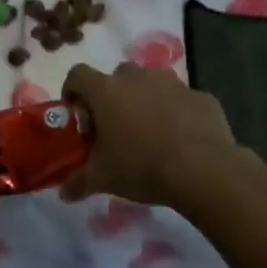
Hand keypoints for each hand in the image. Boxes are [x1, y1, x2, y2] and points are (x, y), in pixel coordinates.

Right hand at [59, 61, 240, 205]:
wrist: (203, 169)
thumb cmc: (141, 166)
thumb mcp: (102, 178)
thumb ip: (78, 181)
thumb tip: (63, 192)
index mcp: (106, 91)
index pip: (78, 75)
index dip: (72, 90)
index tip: (76, 112)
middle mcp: (137, 78)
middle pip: (116, 77)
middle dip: (112, 97)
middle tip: (114, 126)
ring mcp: (172, 83)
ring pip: (150, 84)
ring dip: (144, 101)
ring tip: (149, 132)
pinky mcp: (200, 96)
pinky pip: (180, 100)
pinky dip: (175, 112)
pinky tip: (180, 139)